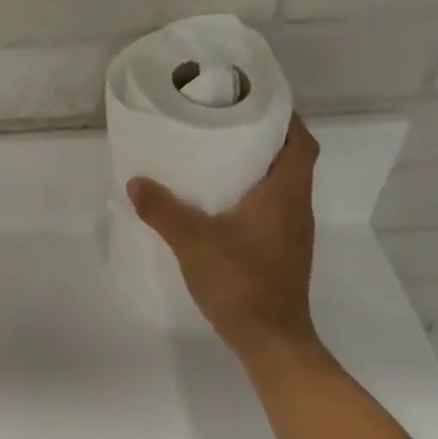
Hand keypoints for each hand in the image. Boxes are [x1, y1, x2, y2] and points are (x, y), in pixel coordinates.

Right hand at [127, 115, 322, 360]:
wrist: (270, 338)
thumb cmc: (240, 282)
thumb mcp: (193, 242)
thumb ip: (163, 210)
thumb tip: (136, 181)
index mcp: (284, 195)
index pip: (301, 143)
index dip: (286, 117)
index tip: (255, 100)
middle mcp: (295, 207)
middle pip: (291, 159)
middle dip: (265, 137)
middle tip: (226, 122)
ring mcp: (290, 231)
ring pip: (280, 184)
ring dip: (257, 165)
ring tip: (217, 153)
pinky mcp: (279, 249)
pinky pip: (270, 206)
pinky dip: (250, 192)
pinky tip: (217, 200)